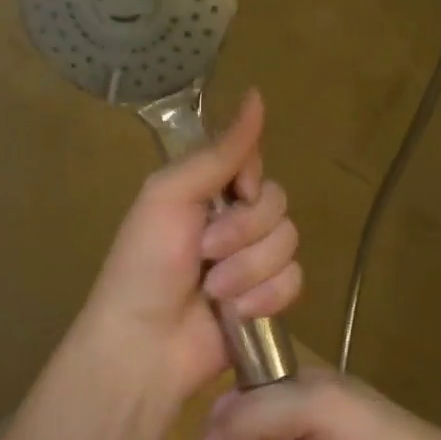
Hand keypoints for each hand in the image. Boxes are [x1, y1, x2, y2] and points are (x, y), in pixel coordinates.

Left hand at [76, 90, 302, 406]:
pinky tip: (236, 313)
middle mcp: (233, 220)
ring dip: (250, 269)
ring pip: (289, 243)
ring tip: (214, 291)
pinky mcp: (268, 299)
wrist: (145, 345)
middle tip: (206, 252)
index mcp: (206, 191)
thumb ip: (219, 152)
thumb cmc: (145, 265)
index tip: (233, 193)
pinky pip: (295, 280)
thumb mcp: (170, 196)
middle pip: (277, 203)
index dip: (248, 181)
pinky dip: (265, 297)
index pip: (254, 163)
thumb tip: (256, 94)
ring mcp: (252, 261)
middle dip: (243, 232)